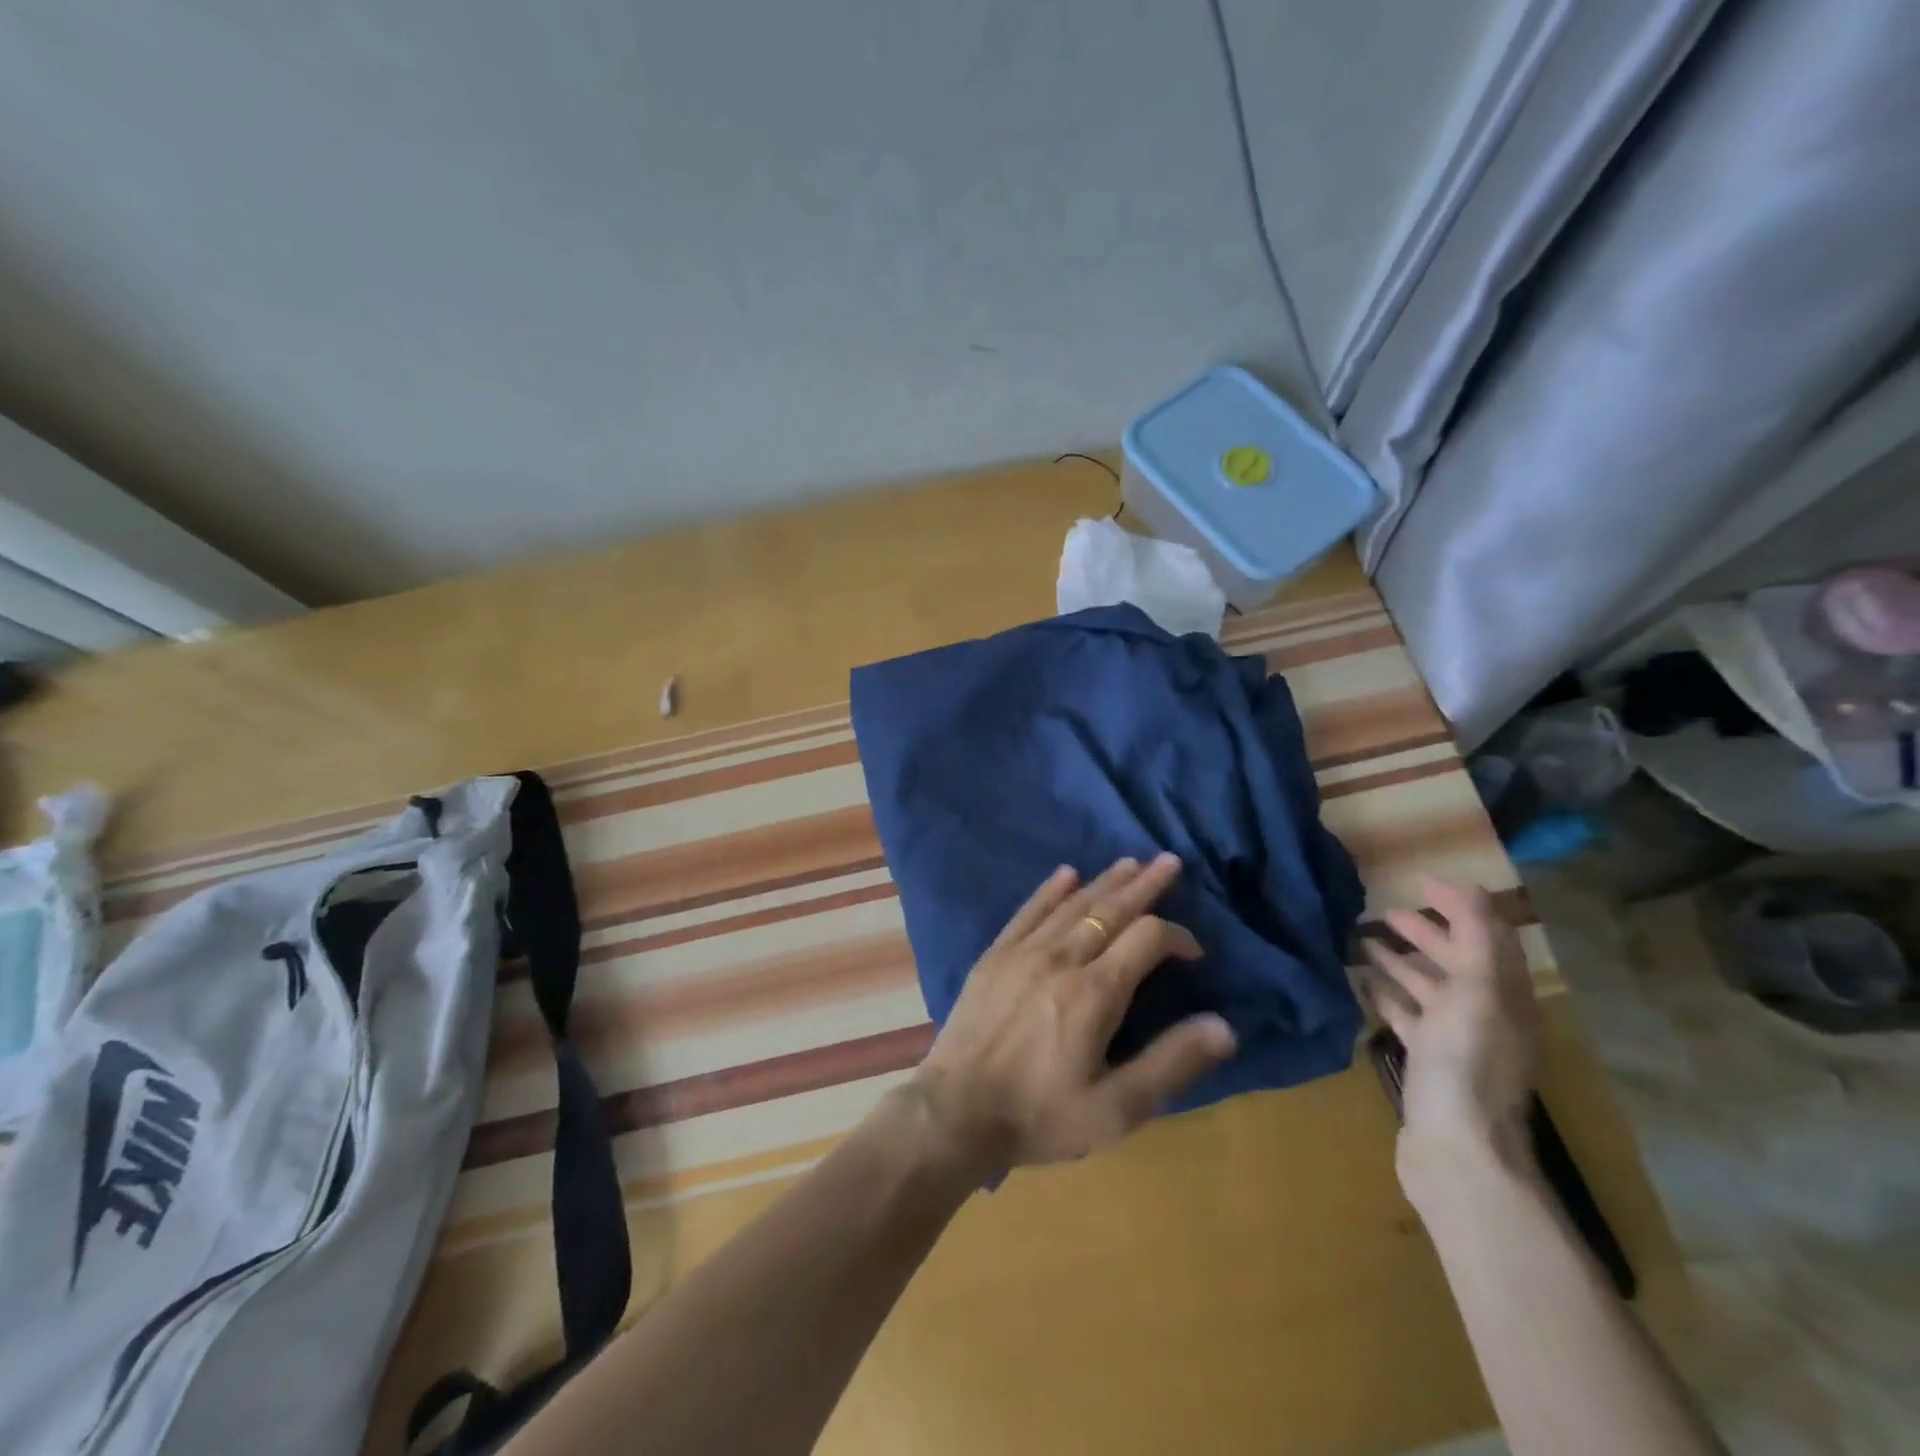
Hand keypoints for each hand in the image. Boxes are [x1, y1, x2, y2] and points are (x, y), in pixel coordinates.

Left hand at [905, 854, 1236, 1180]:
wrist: (955, 1112)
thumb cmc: (1040, 1116)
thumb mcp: (1116, 1109)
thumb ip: (1171, 1064)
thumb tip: (1225, 1026)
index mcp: (1094, 993)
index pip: (1146, 939)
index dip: (1177, 936)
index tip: (1194, 951)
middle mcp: (1061, 959)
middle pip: (1110, 910)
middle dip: (1144, 885)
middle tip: (1169, 861)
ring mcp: (1022, 953)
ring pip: (1072, 905)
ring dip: (1104, 882)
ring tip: (1129, 862)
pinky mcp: (994, 956)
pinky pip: (1027, 912)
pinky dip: (1049, 891)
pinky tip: (1065, 874)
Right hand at [1363, 878, 1540, 1183]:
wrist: (1456, 1149)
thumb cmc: (1464, 1063)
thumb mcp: (1476, 992)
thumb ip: (1475, 938)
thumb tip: (1469, 887)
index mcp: (1504, 995)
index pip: (1487, 937)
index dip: (1460, 906)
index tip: (1421, 882)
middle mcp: (1484, 1014)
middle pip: (1456, 961)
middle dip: (1425, 933)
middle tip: (1383, 913)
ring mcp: (1455, 1040)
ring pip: (1428, 989)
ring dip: (1400, 963)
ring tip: (1363, 943)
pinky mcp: (1428, 1062)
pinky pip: (1407, 1017)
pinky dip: (1387, 996)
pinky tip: (1363, 985)